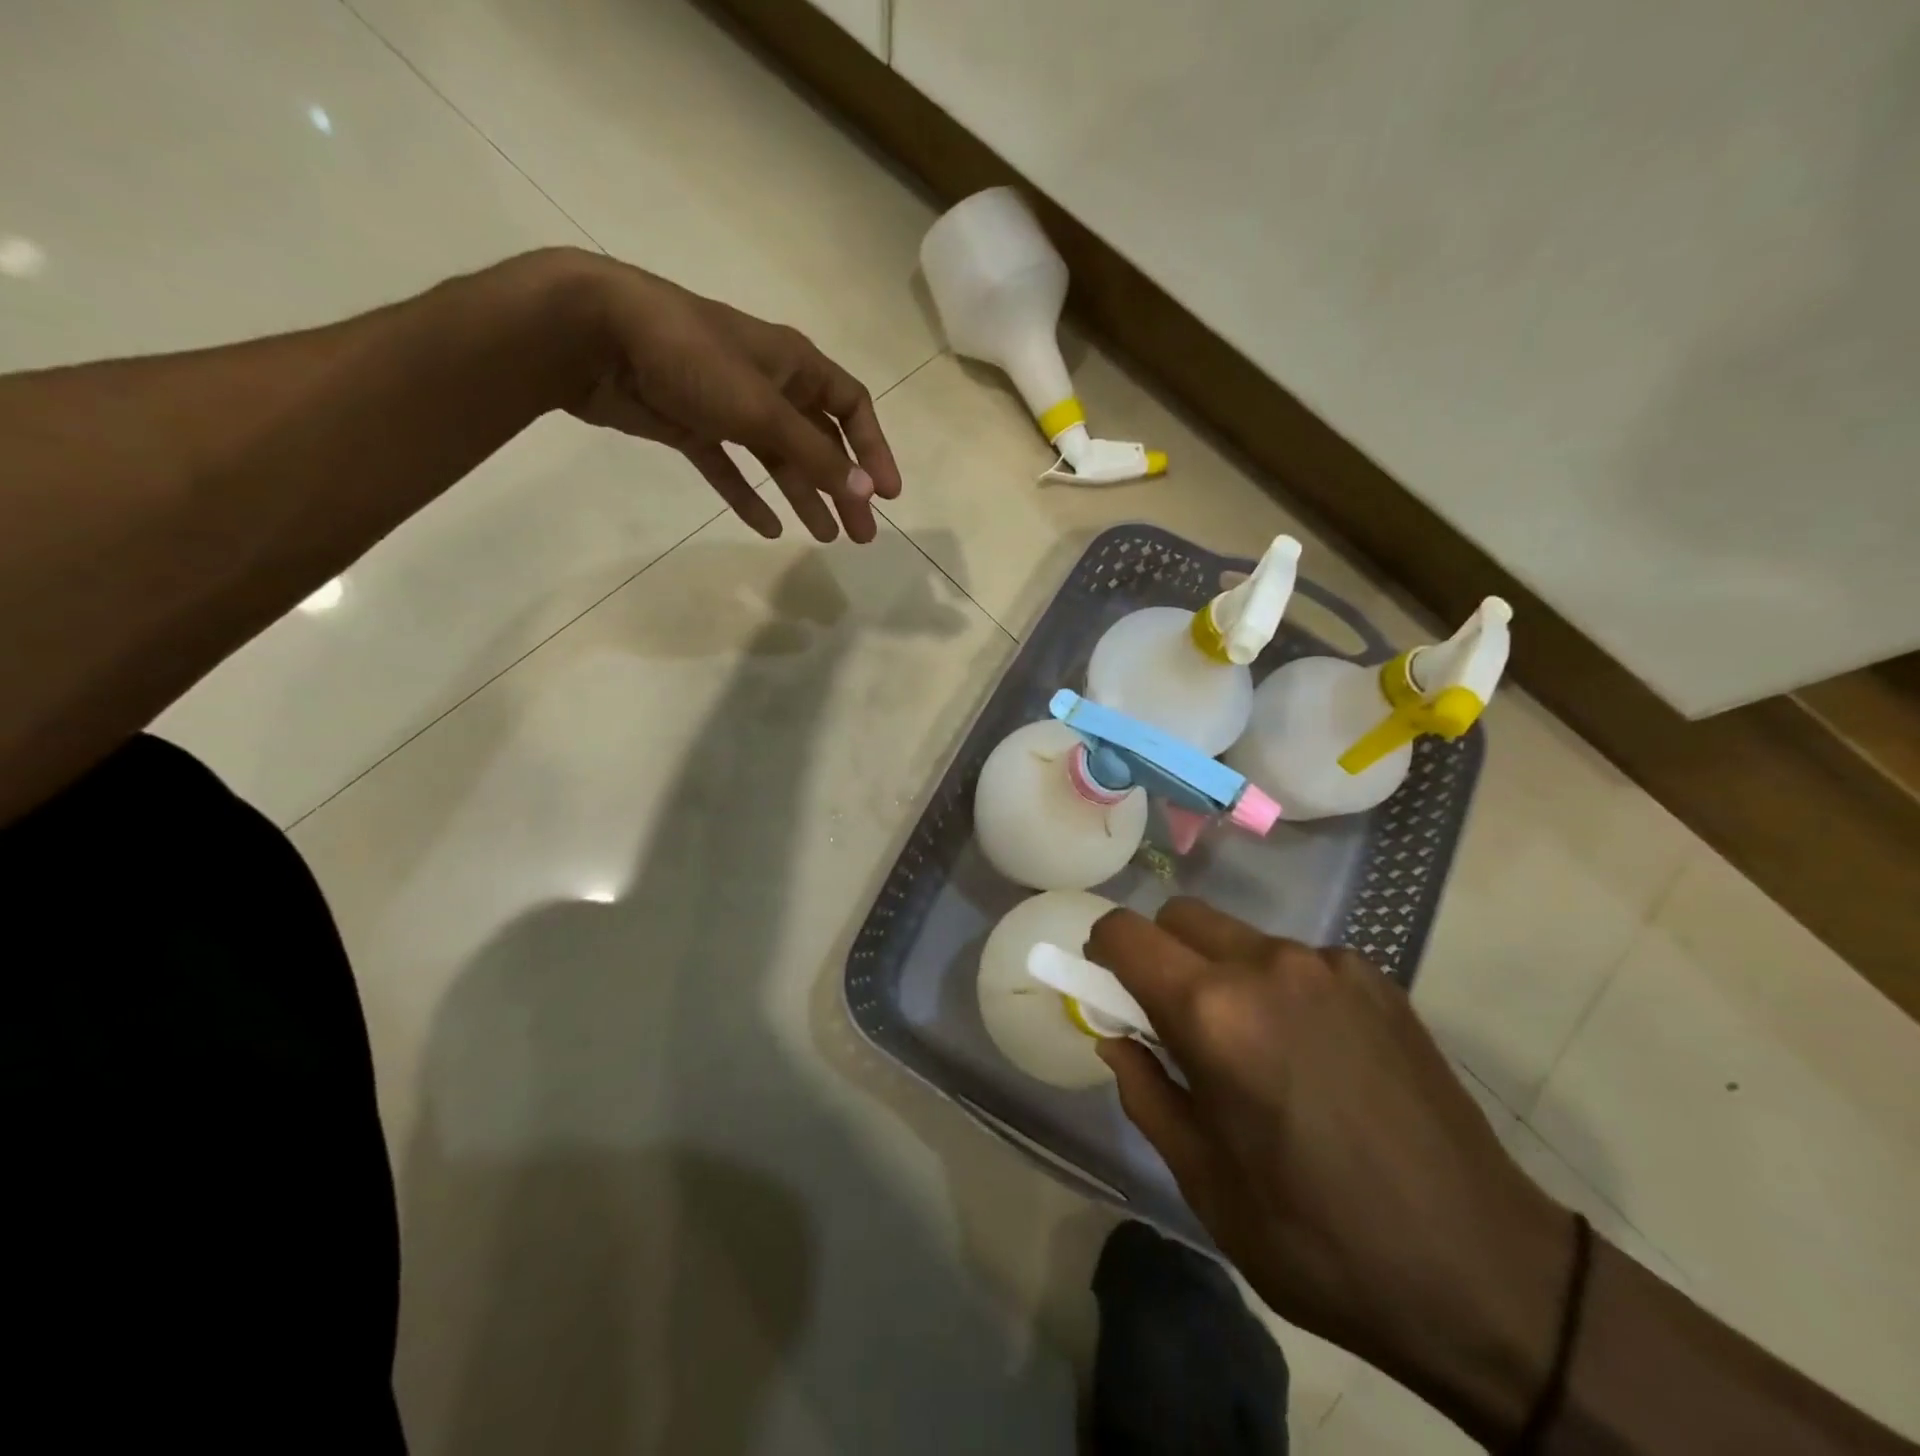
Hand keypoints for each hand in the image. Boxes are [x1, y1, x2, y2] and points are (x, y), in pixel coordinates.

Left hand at [558, 251, 900, 543]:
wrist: (595, 335)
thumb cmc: (692, 358)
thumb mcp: (762, 409)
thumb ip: (815, 454)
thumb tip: (866, 492)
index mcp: (794, 366)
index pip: (852, 407)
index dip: (874, 450)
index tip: (889, 495)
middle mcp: (768, 384)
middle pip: (820, 442)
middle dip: (844, 487)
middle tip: (861, 534)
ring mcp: (729, 406)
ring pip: (779, 459)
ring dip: (803, 496)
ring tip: (824, 537)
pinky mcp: (692, 426)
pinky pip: (730, 468)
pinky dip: (748, 496)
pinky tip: (766, 527)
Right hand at [1087, 898, 1573, 1434]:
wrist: (1486, 1273)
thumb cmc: (1320, 1240)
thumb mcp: (1206, 1182)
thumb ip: (1146, 1091)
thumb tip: (1117, 1038)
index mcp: (1215, 1013)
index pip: (1126, 934)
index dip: (1101, 952)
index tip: (1106, 986)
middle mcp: (1268, 965)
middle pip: (1180, 917)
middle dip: (1160, 955)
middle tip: (1175, 1022)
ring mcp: (1329, 965)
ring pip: (1239, 936)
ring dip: (1220, 972)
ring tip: (1253, 1048)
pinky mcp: (1376, 978)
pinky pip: (1296, 960)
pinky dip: (1278, 987)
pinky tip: (1313, 1054)